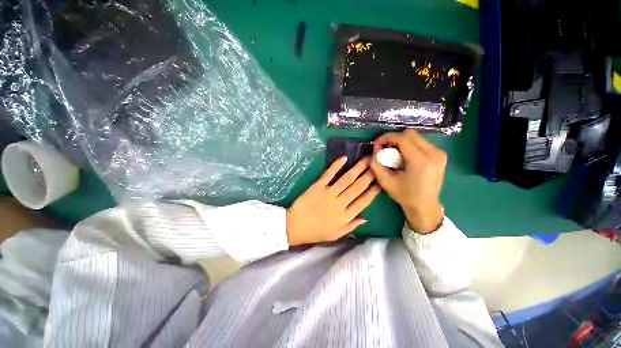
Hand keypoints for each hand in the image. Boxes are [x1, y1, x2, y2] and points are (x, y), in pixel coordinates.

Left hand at [286, 157, 380, 245]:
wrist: (294, 227)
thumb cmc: (316, 232)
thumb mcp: (336, 235)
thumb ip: (351, 226)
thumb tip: (366, 218)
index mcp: (346, 216)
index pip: (364, 201)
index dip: (374, 191)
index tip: (381, 182)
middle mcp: (340, 203)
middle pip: (358, 187)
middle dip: (369, 175)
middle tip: (377, 164)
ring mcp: (328, 193)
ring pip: (347, 179)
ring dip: (357, 168)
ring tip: (366, 159)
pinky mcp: (317, 186)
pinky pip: (329, 174)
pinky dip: (336, 165)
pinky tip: (344, 158)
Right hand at [369, 130, 446, 233]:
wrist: (425, 206)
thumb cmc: (404, 195)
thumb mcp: (385, 181)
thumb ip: (376, 164)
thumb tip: (375, 149)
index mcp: (421, 161)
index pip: (403, 139)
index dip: (387, 137)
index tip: (377, 143)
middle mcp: (434, 154)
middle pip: (410, 134)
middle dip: (394, 138)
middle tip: (384, 148)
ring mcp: (440, 153)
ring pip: (416, 137)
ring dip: (401, 142)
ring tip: (393, 153)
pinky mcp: (440, 155)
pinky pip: (422, 142)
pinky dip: (409, 145)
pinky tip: (403, 156)